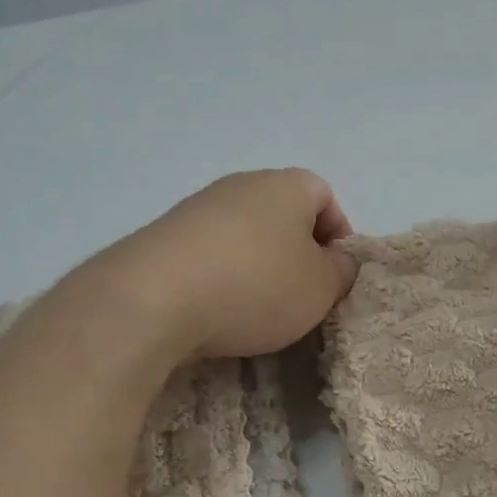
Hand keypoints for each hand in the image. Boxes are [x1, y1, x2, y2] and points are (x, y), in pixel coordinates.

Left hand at [92, 169, 358, 359]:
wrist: (154, 299)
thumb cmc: (256, 286)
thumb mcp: (320, 288)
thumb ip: (341, 271)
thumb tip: (336, 260)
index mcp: (286, 185)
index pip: (325, 196)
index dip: (338, 235)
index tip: (334, 276)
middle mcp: (240, 185)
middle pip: (282, 215)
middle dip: (295, 255)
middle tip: (299, 297)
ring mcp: (197, 209)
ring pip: (243, 236)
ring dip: (256, 269)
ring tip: (255, 311)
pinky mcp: (163, 238)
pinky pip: (208, 255)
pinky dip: (220, 279)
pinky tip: (215, 311)